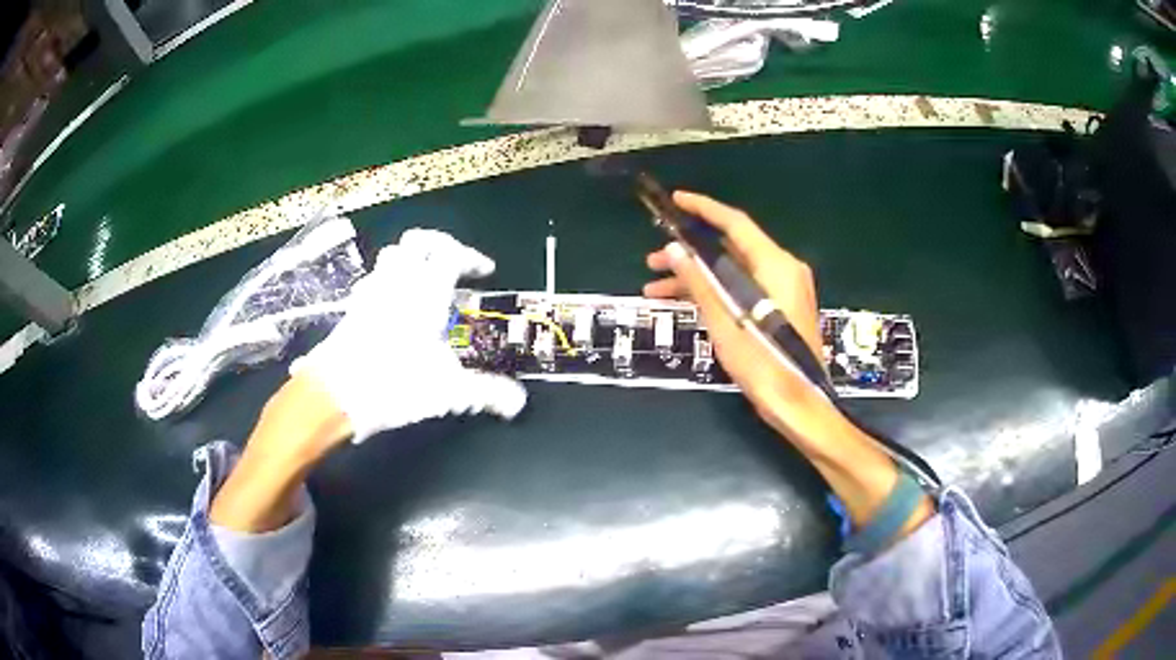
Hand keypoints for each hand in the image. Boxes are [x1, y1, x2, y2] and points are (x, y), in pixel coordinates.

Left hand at [291, 229, 527, 442]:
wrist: (335, 394)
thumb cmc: (394, 384)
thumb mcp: (448, 391)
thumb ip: (486, 392)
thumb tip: (518, 402)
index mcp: (425, 292)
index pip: (452, 254)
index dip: (472, 257)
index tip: (484, 271)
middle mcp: (398, 283)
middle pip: (418, 241)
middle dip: (441, 245)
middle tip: (455, 264)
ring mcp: (371, 292)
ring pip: (392, 254)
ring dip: (412, 259)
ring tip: (426, 281)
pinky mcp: (353, 308)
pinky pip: (374, 279)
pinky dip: (389, 281)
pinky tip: (394, 304)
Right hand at [644, 192, 832, 440]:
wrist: (799, 404)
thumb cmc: (764, 363)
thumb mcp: (725, 322)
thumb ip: (700, 282)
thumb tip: (674, 250)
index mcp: (776, 265)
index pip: (735, 224)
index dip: (704, 208)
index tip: (676, 199)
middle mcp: (783, 270)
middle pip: (731, 249)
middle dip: (689, 253)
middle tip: (653, 260)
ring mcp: (784, 290)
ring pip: (734, 272)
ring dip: (697, 278)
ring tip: (657, 289)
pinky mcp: (781, 308)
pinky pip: (744, 289)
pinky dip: (717, 293)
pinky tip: (685, 304)